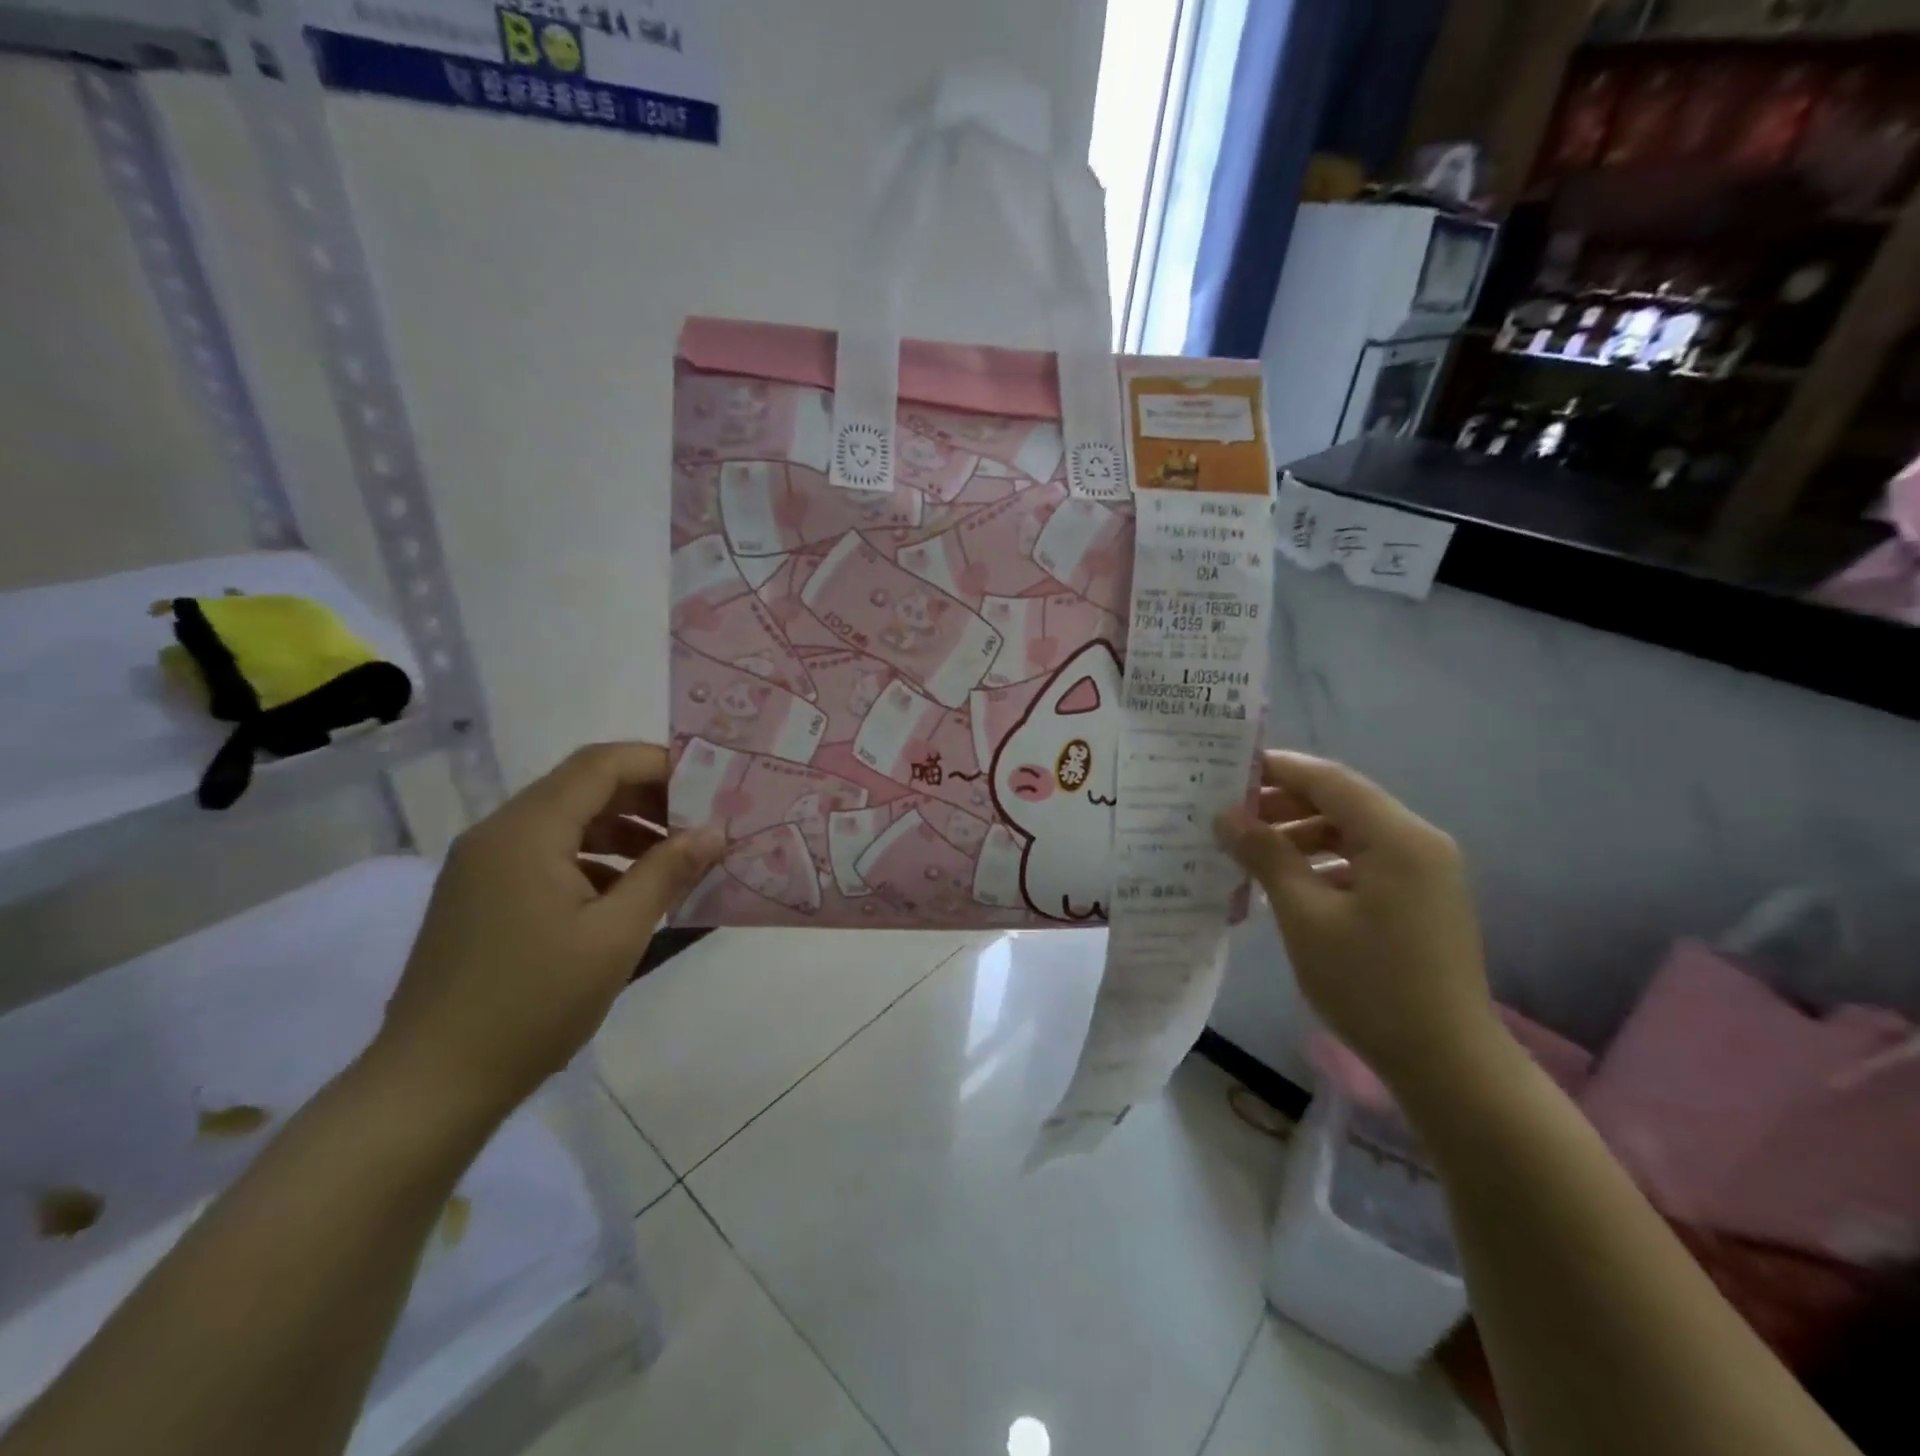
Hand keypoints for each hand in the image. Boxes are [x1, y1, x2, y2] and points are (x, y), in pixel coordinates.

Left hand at [375, 742, 723, 1122]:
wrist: (432, 1085)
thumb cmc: (534, 1004)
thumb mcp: (616, 935)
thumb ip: (666, 873)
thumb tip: (714, 831)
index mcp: (528, 831)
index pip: (601, 764)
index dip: (660, 763)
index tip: (709, 786)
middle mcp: (499, 833)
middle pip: (583, 787)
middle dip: (647, 798)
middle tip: (699, 824)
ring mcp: (483, 865)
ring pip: (566, 821)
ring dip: (623, 829)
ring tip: (673, 861)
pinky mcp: (480, 895)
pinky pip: (547, 854)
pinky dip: (594, 858)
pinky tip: (626, 894)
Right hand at [1214, 751, 1499, 1096]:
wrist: (1447, 1063)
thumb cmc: (1370, 984)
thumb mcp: (1305, 917)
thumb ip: (1267, 856)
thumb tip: (1227, 817)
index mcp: (1398, 838)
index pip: (1330, 780)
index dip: (1278, 769)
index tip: (1227, 770)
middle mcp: (1419, 842)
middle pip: (1342, 802)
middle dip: (1284, 804)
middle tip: (1229, 816)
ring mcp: (1425, 872)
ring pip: (1351, 833)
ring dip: (1300, 834)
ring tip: (1249, 850)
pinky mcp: (1420, 899)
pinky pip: (1364, 860)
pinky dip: (1323, 862)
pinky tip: (1286, 883)